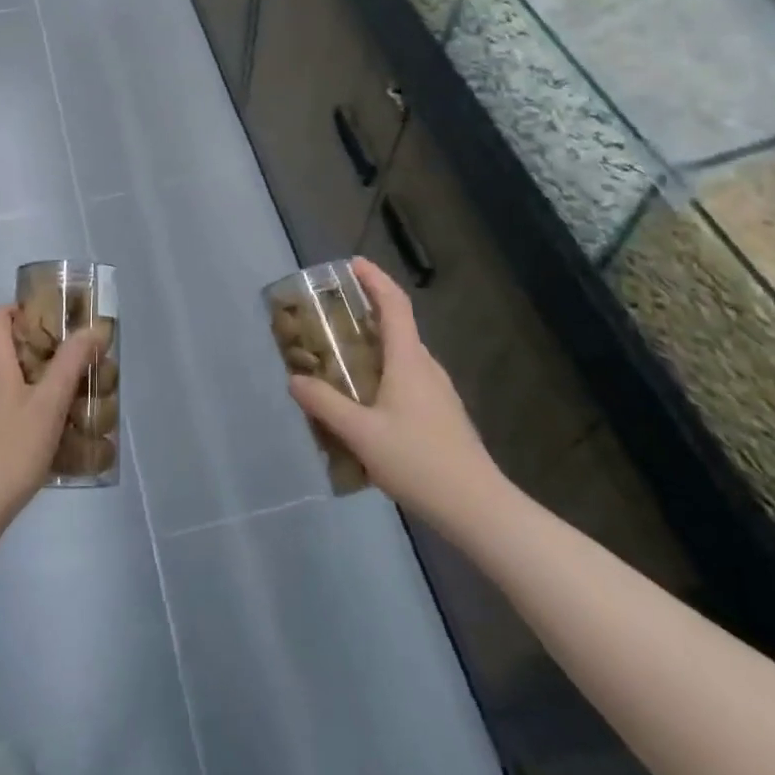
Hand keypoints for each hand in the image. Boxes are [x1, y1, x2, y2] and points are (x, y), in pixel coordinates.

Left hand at [0, 306, 105, 543]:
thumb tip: (91, 330)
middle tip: (69, 365)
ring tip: (62, 401)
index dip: (22, 310)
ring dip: (30, 382)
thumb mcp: (50, 404)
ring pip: (1, 380)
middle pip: (3, 348)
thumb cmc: (11, 449)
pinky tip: (41, 435)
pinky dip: (18, 408)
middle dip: (37, 351)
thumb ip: (71, 364)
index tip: (52, 323)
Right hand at [288, 257, 513, 544]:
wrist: (480, 510)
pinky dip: (384, 372)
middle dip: (367, 310)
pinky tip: (365, 401)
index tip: (353, 264)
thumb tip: (294, 379)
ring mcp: (438, 392)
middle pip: (397, 325)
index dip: (374, 279)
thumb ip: (325, 404)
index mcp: (408, 360)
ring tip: (341, 357)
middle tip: (333, 313)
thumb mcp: (362, 434)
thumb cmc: (420, 462)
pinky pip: (407, 378)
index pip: (394, 304)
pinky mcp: (442, 415)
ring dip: (374, 345)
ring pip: (402, 354)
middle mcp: (425, 367)